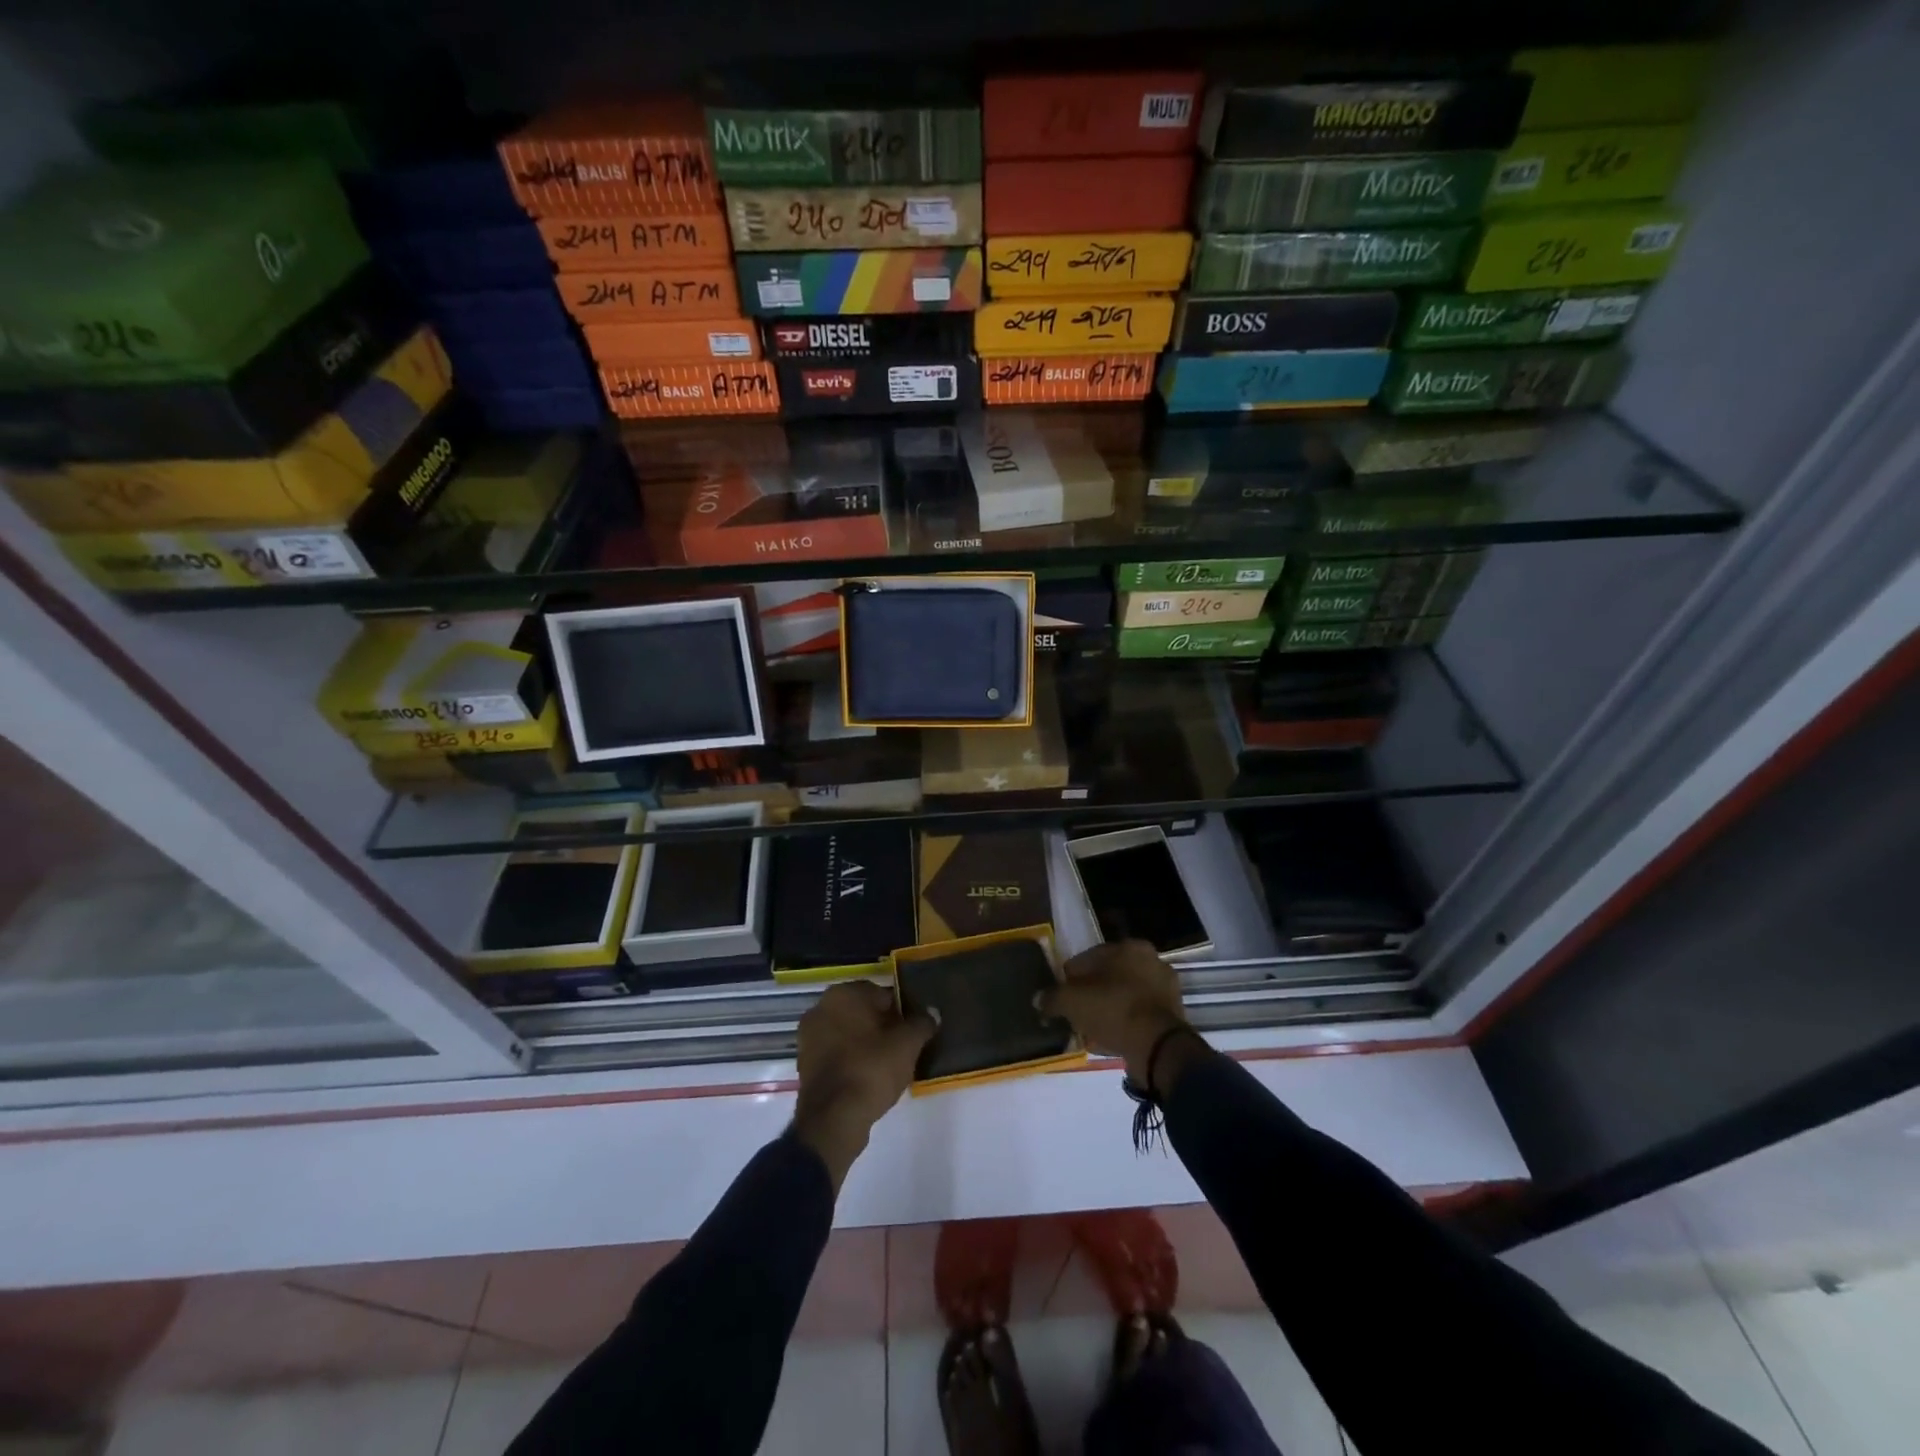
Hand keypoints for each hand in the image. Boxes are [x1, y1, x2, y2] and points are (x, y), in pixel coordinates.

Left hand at [793, 980, 934, 1191]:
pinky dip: (852, 1059)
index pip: (883, 994)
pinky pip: (837, 1052)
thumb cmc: (871, 1070)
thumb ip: (922, 1023)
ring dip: (867, 1043)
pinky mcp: (805, 1062)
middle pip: (863, 1012)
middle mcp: (821, 1007)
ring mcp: (809, 1036)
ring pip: (849, 1032)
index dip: (902, 1012)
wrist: (833, 1119)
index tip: (913, 1032)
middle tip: (903, 1048)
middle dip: (883, 1026)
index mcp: (844, 994)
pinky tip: (868, 1077)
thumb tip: (932, 1013)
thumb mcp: (907, 1045)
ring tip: (888, 1065)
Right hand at [1036, 940, 1205, 1091]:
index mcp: (1128, 947)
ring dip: (1108, 1009)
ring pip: (1124, 995)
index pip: (1088, 958)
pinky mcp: (1173, 1013)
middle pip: (1109, 976)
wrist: (1158, 1046)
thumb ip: (1053, 998)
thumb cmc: (1113, 1010)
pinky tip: (1109, 1038)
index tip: (1061, 997)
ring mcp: (1165, 987)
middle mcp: (1150, 960)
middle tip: (1076, 1013)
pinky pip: (1138, 1014)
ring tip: (1091, 1029)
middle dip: (1091, 993)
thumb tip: (1039, 1000)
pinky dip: (1124, 1023)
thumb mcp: (1072, 1002)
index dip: (1070, 978)